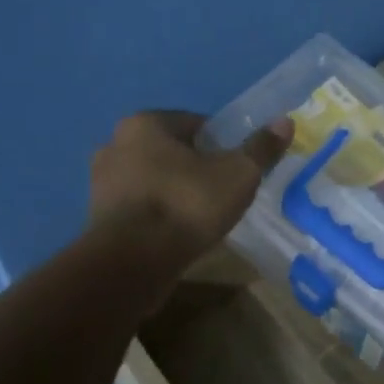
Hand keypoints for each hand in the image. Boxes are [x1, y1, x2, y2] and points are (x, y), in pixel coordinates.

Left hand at [89, 112, 291, 275]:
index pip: (195, 123)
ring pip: (153, 178)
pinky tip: (178, 232)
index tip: (237, 168)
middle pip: (171, 151)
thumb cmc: (187, 204)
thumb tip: (285, 121)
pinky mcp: (98, 216)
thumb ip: (260, 148)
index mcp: (145, 123)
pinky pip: (140, 205)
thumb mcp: (238, 174)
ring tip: (202, 216)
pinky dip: (159, 213)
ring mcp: (101, 181)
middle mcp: (115, 143)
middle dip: (196, 167)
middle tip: (223, 192)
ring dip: (175, 191)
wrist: (134, 261)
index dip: (222, 144)